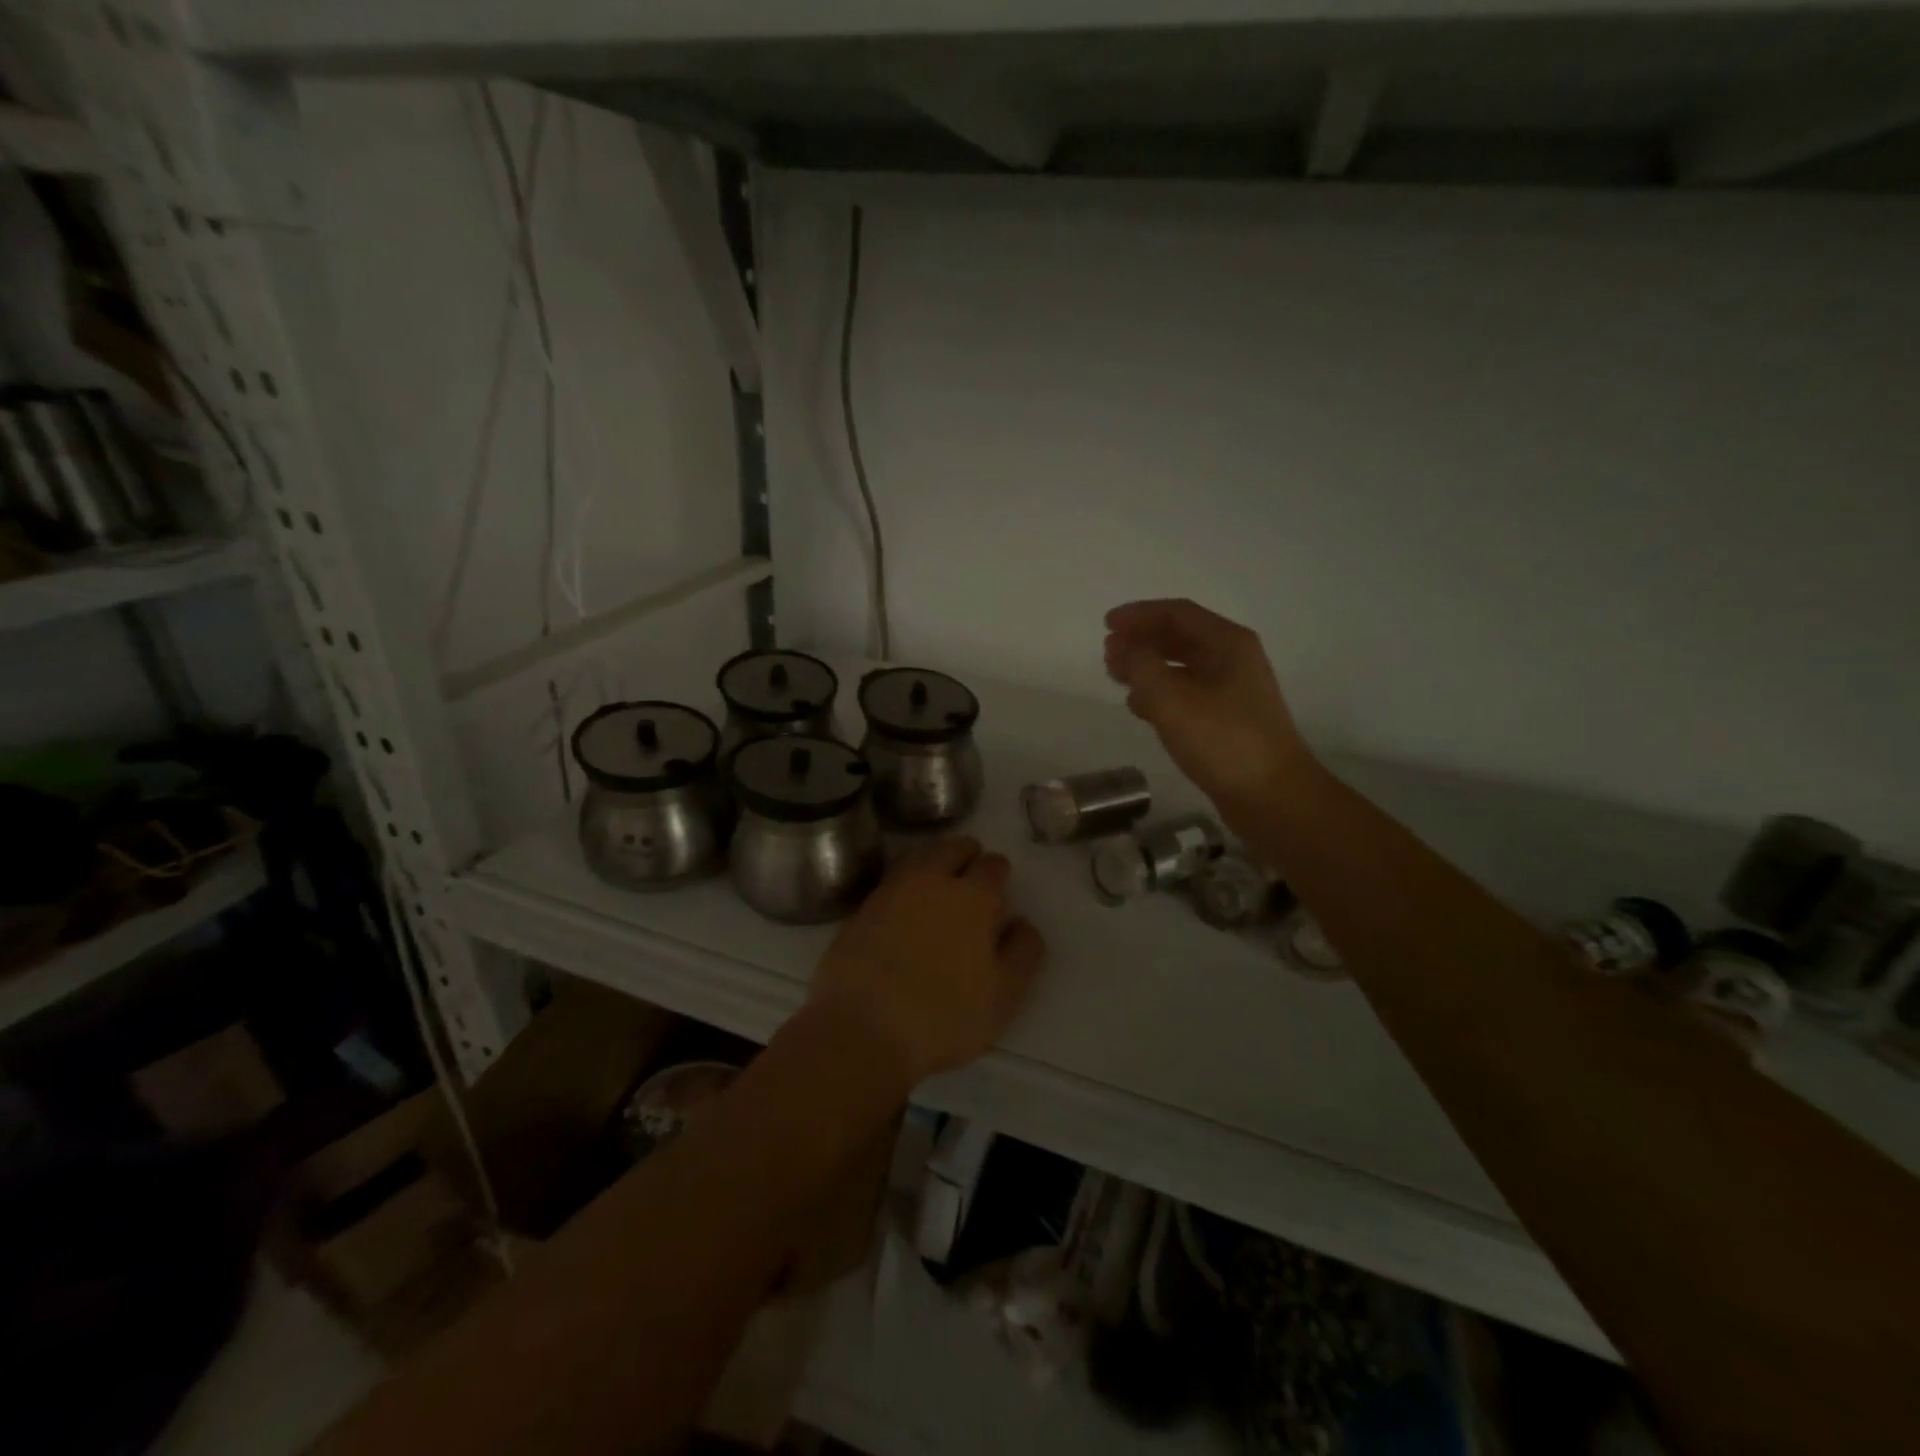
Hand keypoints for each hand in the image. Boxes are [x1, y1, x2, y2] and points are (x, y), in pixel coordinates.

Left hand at [810, 838, 1045, 1087]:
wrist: (862, 1029)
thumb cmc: (944, 1016)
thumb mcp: (1004, 995)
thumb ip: (1022, 952)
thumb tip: (1022, 923)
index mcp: (973, 897)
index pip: (993, 865)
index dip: (999, 873)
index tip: (999, 887)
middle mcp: (932, 881)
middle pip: (953, 849)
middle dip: (966, 856)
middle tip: (970, 875)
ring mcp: (892, 891)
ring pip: (919, 858)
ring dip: (933, 862)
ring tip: (938, 884)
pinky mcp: (861, 908)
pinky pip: (891, 882)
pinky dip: (904, 884)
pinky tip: (905, 907)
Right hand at [1105, 598, 1316, 813]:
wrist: (1273, 797)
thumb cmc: (1224, 742)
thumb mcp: (1173, 700)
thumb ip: (1142, 667)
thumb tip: (1124, 648)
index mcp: (1228, 644)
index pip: (1178, 613)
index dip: (1139, 614)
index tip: (1106, 625)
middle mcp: (1233, 660)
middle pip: (1180, 637)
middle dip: (1142, 640)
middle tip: (1107, 653)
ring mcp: (1232, 691)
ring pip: (1182, 667)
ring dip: (1148, 666)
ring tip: (1116, 676)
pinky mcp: (1226, 720)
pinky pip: (1187, 694)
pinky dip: (1160, 693)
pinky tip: (1139, 706)